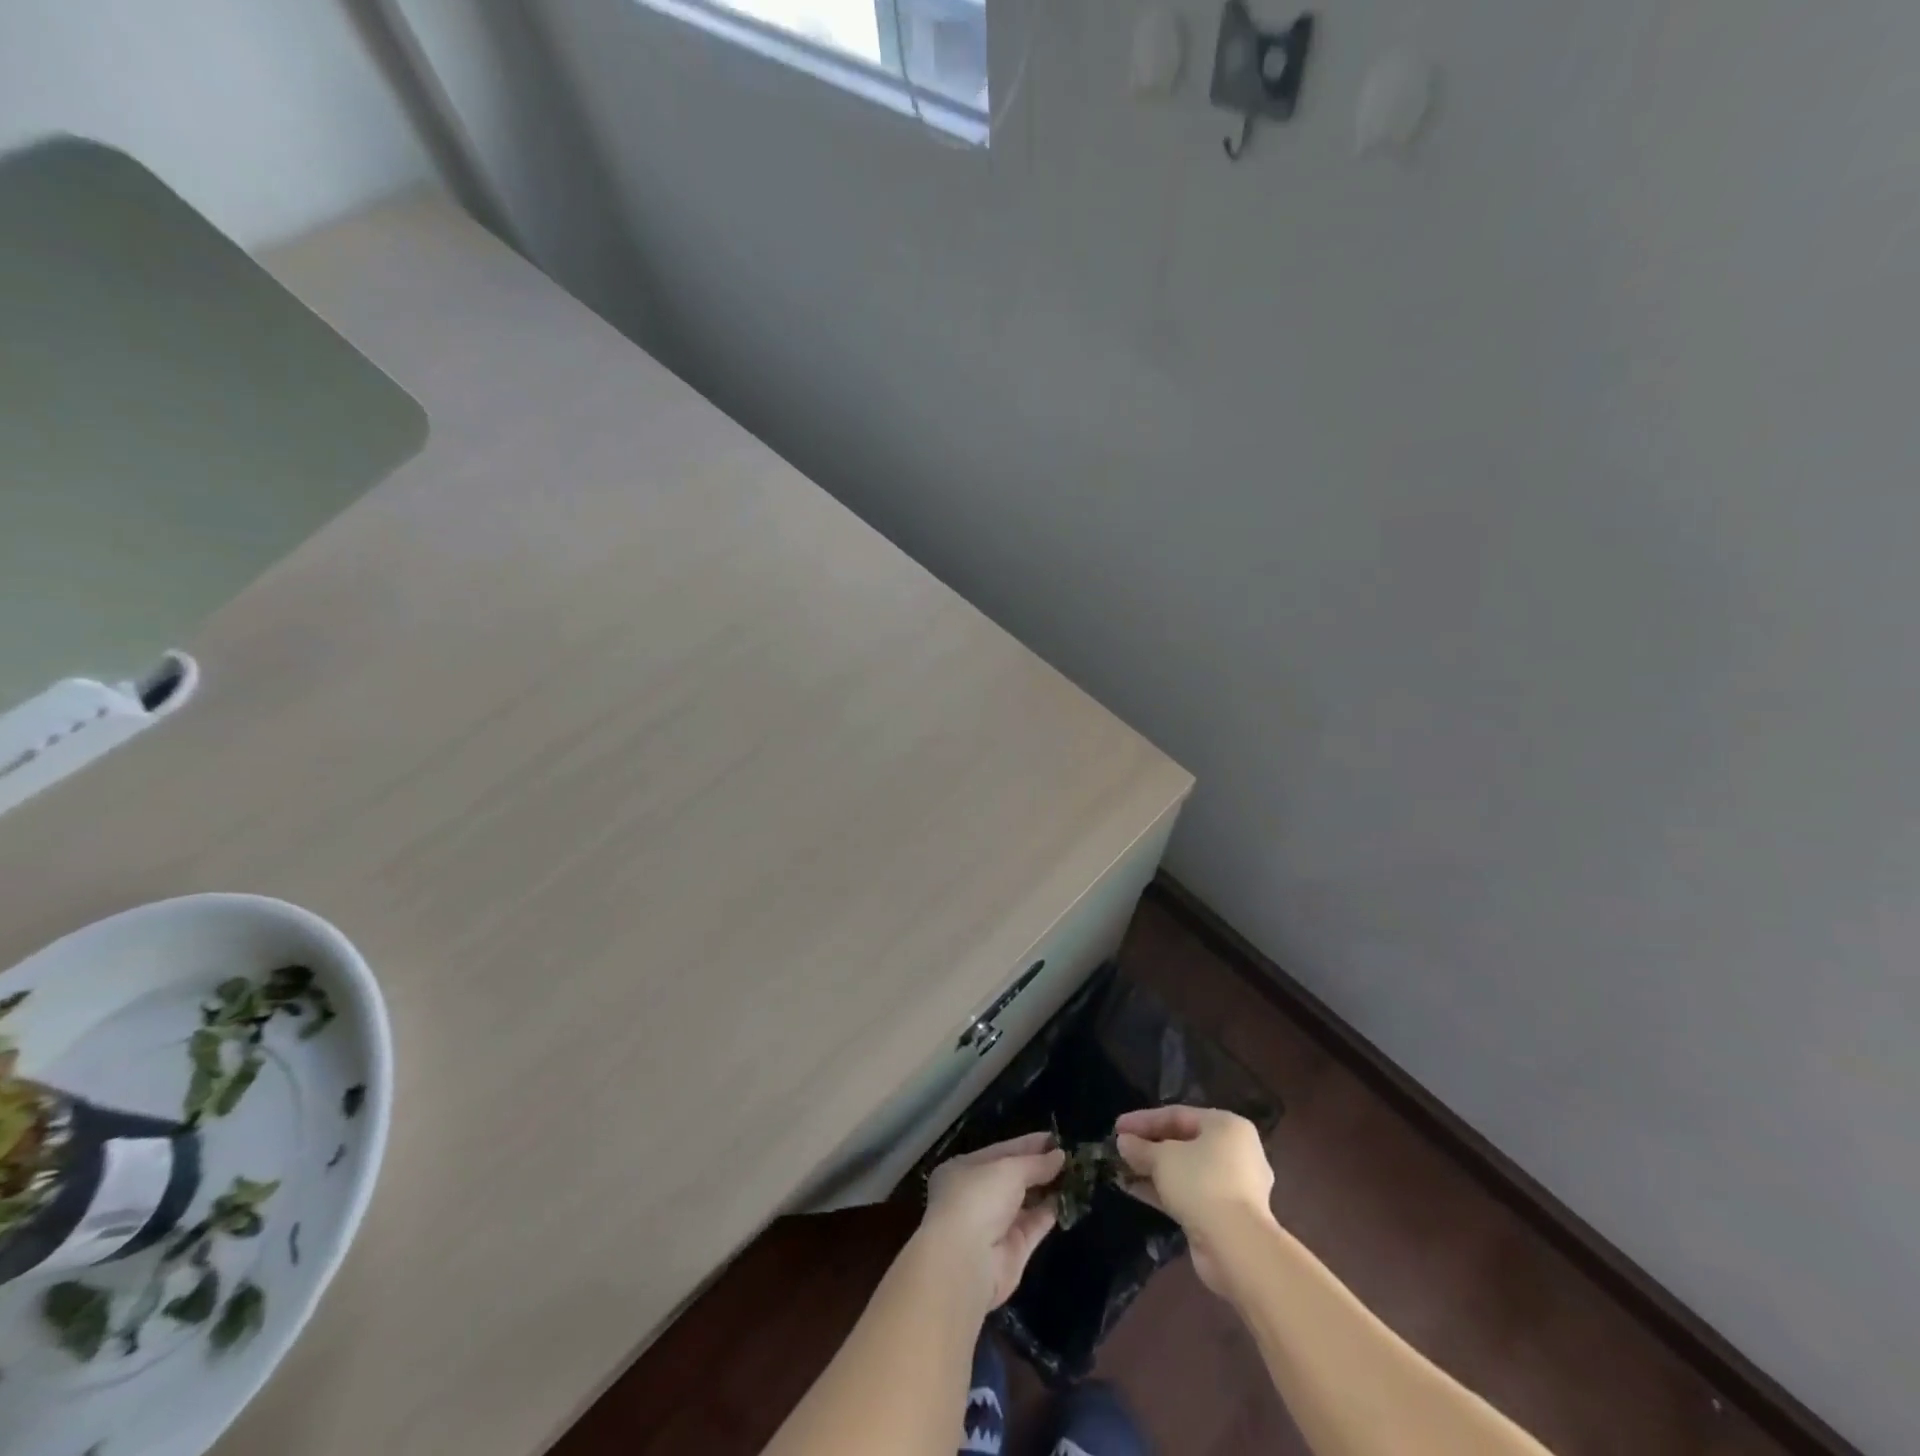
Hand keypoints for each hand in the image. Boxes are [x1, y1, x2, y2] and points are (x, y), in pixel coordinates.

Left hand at [915, 1132, 1065, 1310]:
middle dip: (1040, 1166)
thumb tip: (1059, 1155)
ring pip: (1026, 1202)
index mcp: (965, 1170)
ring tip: (1076, 1174)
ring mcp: (995, 1225)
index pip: (1001, 1151)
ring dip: (1048, 1188)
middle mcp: (978, 1196)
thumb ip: (1035, 1163)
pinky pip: (1035, 1225)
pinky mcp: (1013, 1251)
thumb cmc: (979, 1198)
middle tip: (1070, 1156)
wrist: (967, 1262)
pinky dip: (1050, 1212)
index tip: (1055, 1138)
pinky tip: (1070, 1198)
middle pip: (1014, 1177)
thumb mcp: (1008, 1169)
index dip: (1028, 1145)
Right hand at [1114, 1105, 1275, 1296]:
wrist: (1237, 1248)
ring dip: (1154, 1170)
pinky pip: (1190, 1194)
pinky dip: (1165, 1191)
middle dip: (1150, 1146)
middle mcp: (1235, 1152)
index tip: (1117, 1127)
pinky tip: (1135, 1190)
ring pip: (1186, 1171)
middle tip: (1122, 1147)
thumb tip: (1124, 1143)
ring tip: (1122, 1169)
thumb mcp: (1163, 1158)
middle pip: (1184, 1142)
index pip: (1178, 1115)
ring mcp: (1233, 1187)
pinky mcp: (1226, 1215)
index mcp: (1227, 1127)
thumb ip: (1141, 1148)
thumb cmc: (1202, 1184)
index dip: (1144, 1120)